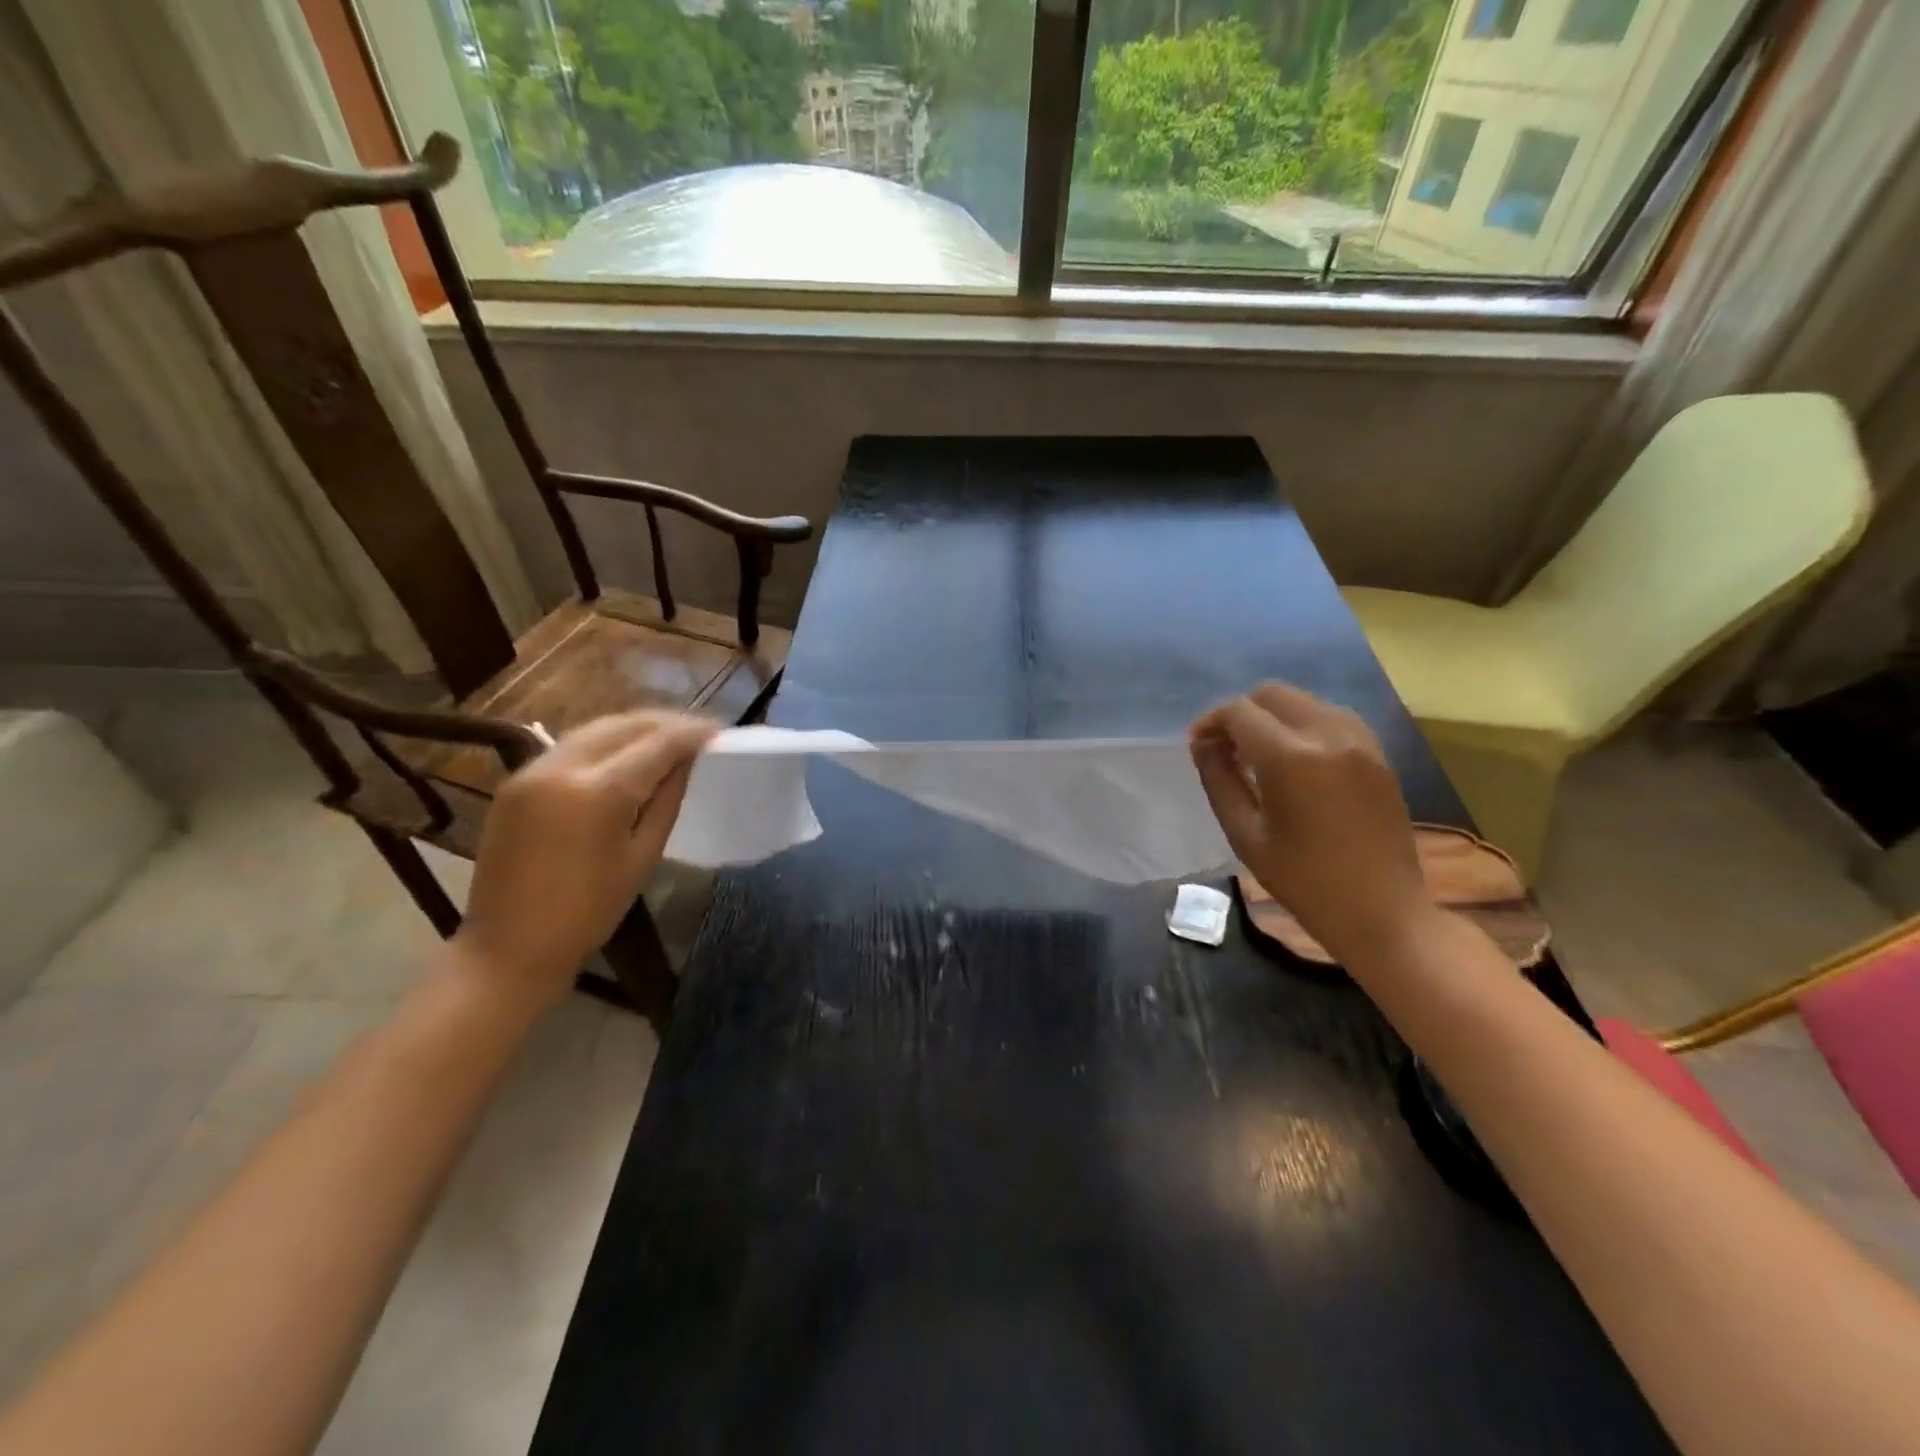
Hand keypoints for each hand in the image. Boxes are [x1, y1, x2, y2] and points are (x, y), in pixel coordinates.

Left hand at [453, 712, 717, 1009]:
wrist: (509, 947)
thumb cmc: (589, 912)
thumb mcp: (643, 856)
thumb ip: (667, 800)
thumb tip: (687, 762)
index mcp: (599, 792)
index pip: (657, 744)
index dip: (692, 734)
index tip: (720, 730)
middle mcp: (562, 767)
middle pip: (624, 725)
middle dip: (665, 723)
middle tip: (698, 731)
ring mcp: (532, 770)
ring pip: (594, 729)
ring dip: (634, 727)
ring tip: (667, 736)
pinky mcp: (516, 781)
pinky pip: (570, 746)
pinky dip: (605, 741)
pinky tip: (625, 752)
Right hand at [1190, 683, 1431, 965]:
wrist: (1382, 911)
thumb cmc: (1303, 881)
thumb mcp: (1245, 834)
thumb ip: (1219, 780)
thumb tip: (1202, 743)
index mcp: (1290, 759)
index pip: (1239, 712)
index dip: (1211, 722)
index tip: (1198, 745)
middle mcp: (1328, 735)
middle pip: (1272, 693)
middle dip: (1241, 712)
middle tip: (1225, 747)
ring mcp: (1360, 741)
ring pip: (1304, 700)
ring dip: (1274, 715)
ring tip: (1259, 753)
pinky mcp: (1378, 753)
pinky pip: (1332, 717)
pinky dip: (1305, 724)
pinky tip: (1295, 758)